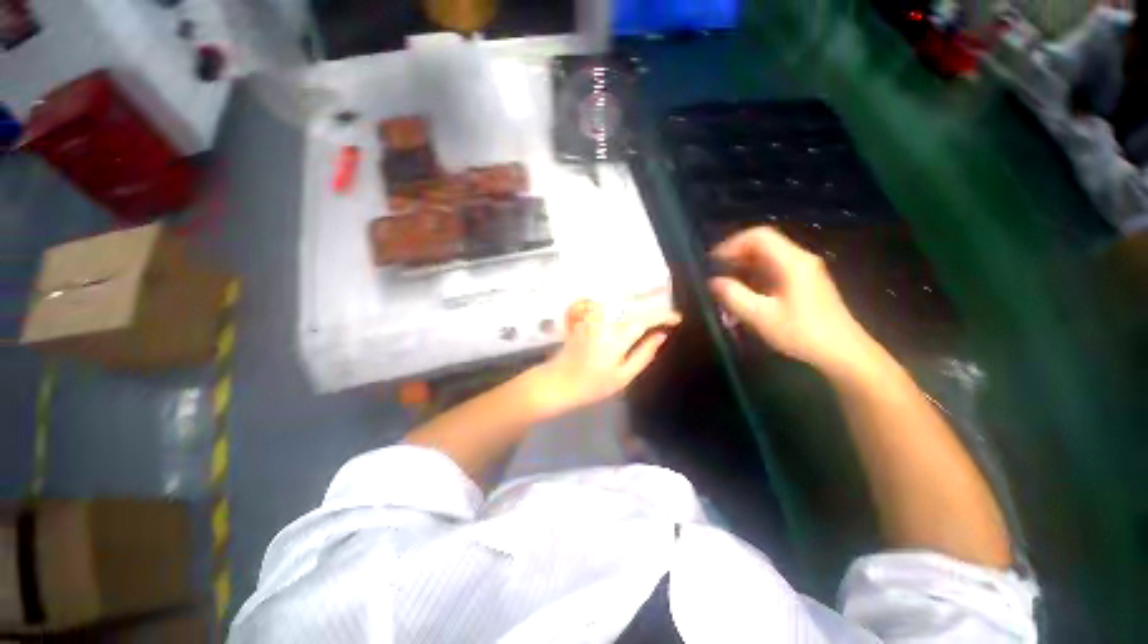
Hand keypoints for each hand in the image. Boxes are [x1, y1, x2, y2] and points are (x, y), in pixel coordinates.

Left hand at [530, 301, 680, 414]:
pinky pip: (610, 308)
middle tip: (667, 321)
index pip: (644, 319)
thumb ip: (644, 354)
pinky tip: (629, 318)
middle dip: (653, 311)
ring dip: (639, 309)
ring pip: (623, 306)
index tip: (677, 319)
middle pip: (634, 308)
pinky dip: (624, 310)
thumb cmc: (591, 385)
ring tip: (651, 320)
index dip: (663, 316)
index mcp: (616, 338)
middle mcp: (605, 322)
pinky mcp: (586, 318)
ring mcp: (594, 318)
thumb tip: (661, 336)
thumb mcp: (622, 377)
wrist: (557, 382)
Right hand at [709, 227, 869, 371]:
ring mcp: (805, 270)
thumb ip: (734, 296)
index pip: (758, 236)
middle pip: (763, 244)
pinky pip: (775, 269)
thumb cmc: (801, 333)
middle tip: (717, 274)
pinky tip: (745, 294)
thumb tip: (714, 282)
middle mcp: (800, 259)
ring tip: (727, 286)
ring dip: (744, 267)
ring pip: (768, 257)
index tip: (714, 262)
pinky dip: (756, 276)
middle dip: (736, 256)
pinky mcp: (805, 282)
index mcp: (791, 262)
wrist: (842, 352)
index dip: (732, 244)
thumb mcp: (761, 316)